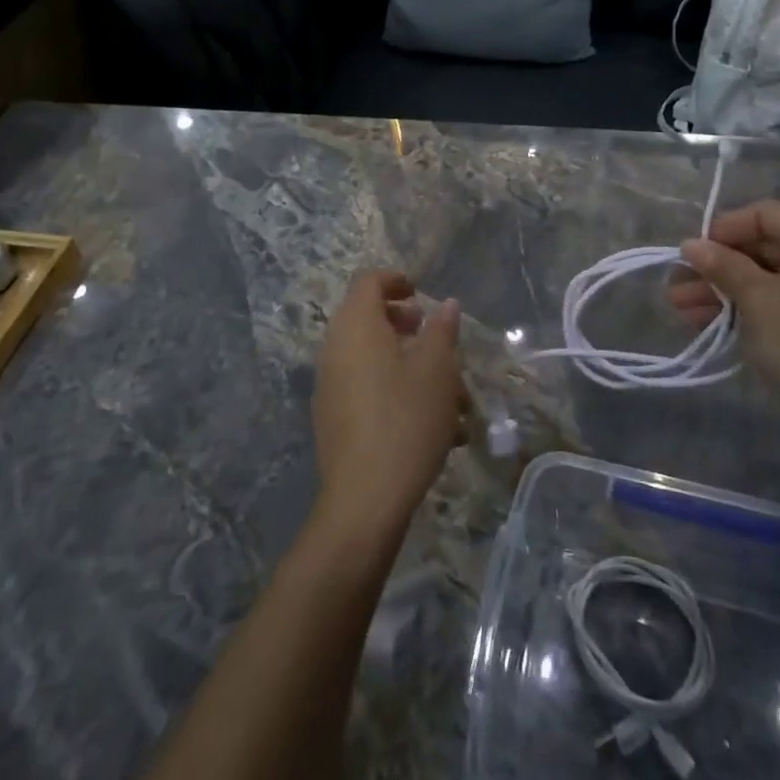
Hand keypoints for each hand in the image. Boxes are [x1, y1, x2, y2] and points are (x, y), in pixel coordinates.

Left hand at [312, 270, 463, 543]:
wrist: (364, 499)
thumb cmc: (406, 421)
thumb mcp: (437, 371)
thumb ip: (442, 331)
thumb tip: (446, 306)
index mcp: (356, 326)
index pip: (368, 282)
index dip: (395, 280)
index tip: (421, 295)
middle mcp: (335, 348)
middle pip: (367, 319)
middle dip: (406, 326)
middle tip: (435, 340)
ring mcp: (330, 385)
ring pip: (372, 358)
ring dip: (408, 365)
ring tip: (449, 395)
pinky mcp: (333, 418)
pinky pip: (365, 388)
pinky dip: (395, 391)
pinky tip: (431, 426)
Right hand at [669, 202, 779, 449]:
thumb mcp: (756, 299)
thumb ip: (722, 265)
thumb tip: (691, 244)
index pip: (764, 215)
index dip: (723, 229)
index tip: (691, 254)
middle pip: (762, 247)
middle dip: (716, 266)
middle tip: (676, 287)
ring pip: (765, 279)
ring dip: (723, 291)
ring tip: (681, 310)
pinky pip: (778, 303)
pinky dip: (745, 309)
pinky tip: (709, 324)